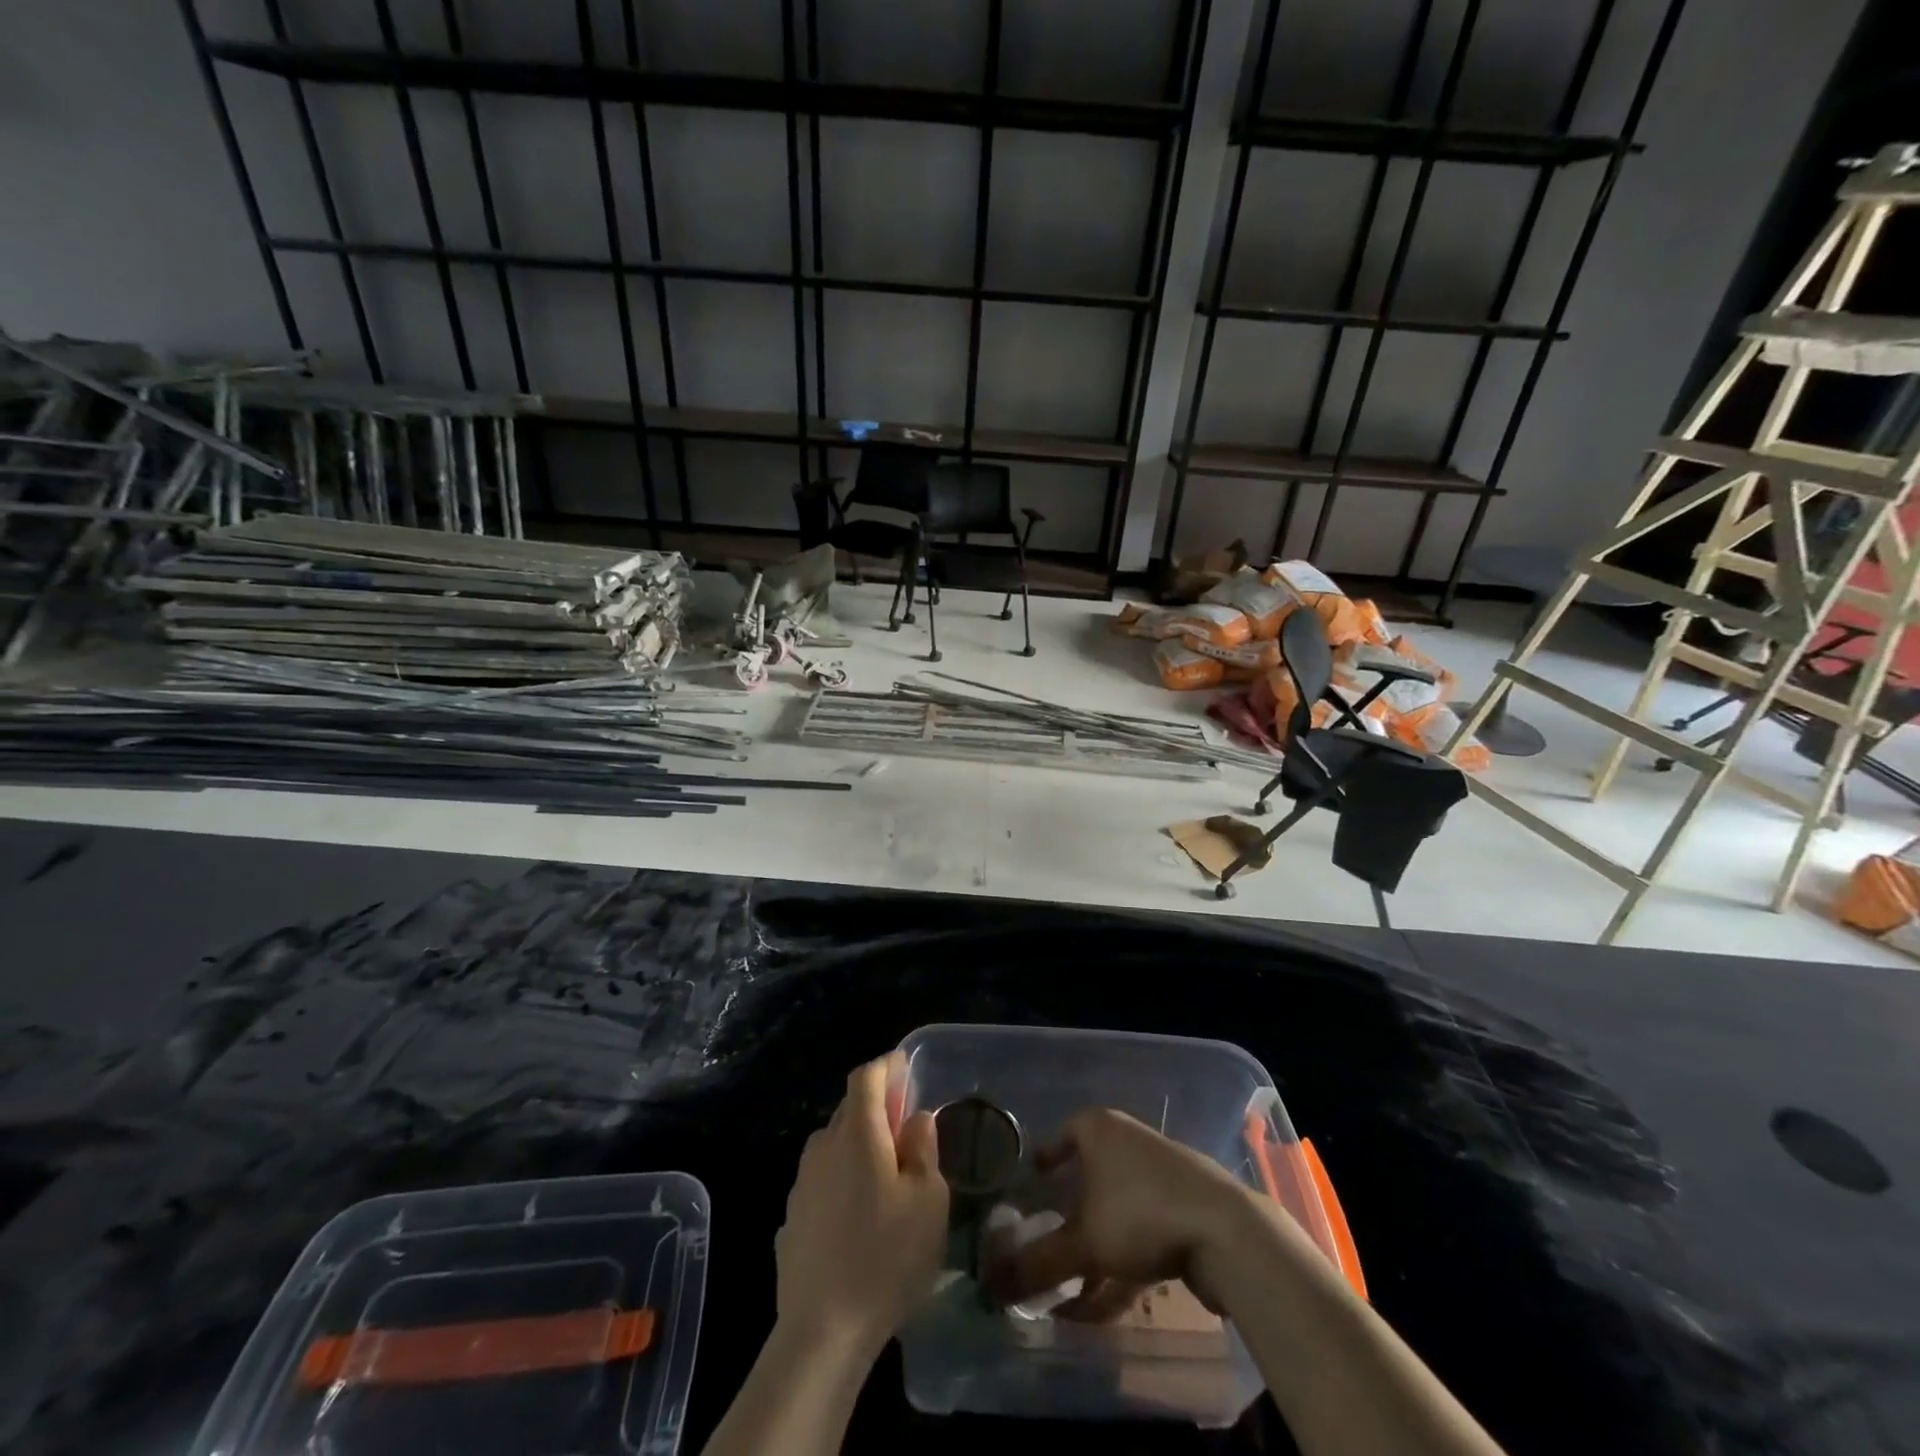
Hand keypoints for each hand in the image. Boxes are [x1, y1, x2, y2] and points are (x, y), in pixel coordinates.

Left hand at [774, 1053, 948, 1358]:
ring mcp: (801, 1184)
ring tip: (885, 1178)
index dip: (886, 1066)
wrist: (822, 1332)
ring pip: (833, 1147)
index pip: (865, 1077)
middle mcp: (822, 1147)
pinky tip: (858, 1218)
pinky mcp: (791, 1219)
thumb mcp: (927, 1200)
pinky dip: (842, 1182)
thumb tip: (916, 1119)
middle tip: (906, 1130)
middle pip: (848, 1110)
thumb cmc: (886, 1257)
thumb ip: (923, 1149)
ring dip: (858, 1147)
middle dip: (877, 1109)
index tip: (905, 1068)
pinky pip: (822, 1182)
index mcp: (856, 1133)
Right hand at [987, 1108, 1251, 1319]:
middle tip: (1045, 1242)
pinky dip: (1121, 1268)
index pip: (1064, 1133)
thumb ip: (1037, 1264)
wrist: (1226, 1231)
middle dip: (1068, 1216)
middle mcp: (1128, 1142)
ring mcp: (1160, 1175)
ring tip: (1069, 1296)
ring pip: (1115, 1213)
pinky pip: (1141, 1236)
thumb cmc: (1140, 1213)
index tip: (1032, 1179)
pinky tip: (1104, 1310)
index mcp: (1100, 1130)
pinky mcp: (1184, 1210)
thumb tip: (989, 1286)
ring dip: (1093, 1254)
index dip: (1047, 1156)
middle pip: (1090, 1177)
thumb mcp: (1083, 1242)